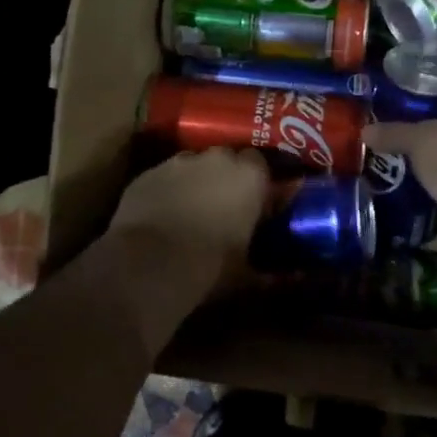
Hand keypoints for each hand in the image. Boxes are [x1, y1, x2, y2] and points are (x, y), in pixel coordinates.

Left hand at [109, 147, 269, 295]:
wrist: (149, 264)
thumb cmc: (210, 265)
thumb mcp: (246, 273)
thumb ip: (268, 271)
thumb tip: (289, 278)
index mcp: (249, 176)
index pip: (261, 164)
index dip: (256, 182)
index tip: (254, 203)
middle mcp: (216, 159)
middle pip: (226, 159)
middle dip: (225, 177)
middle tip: (223, 206)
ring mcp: (178, 163)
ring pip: (192, 166)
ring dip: (195, 182)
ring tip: (190, 211)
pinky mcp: (147, 174)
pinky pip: (164, 177)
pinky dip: (167, 191)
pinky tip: (161, 216)